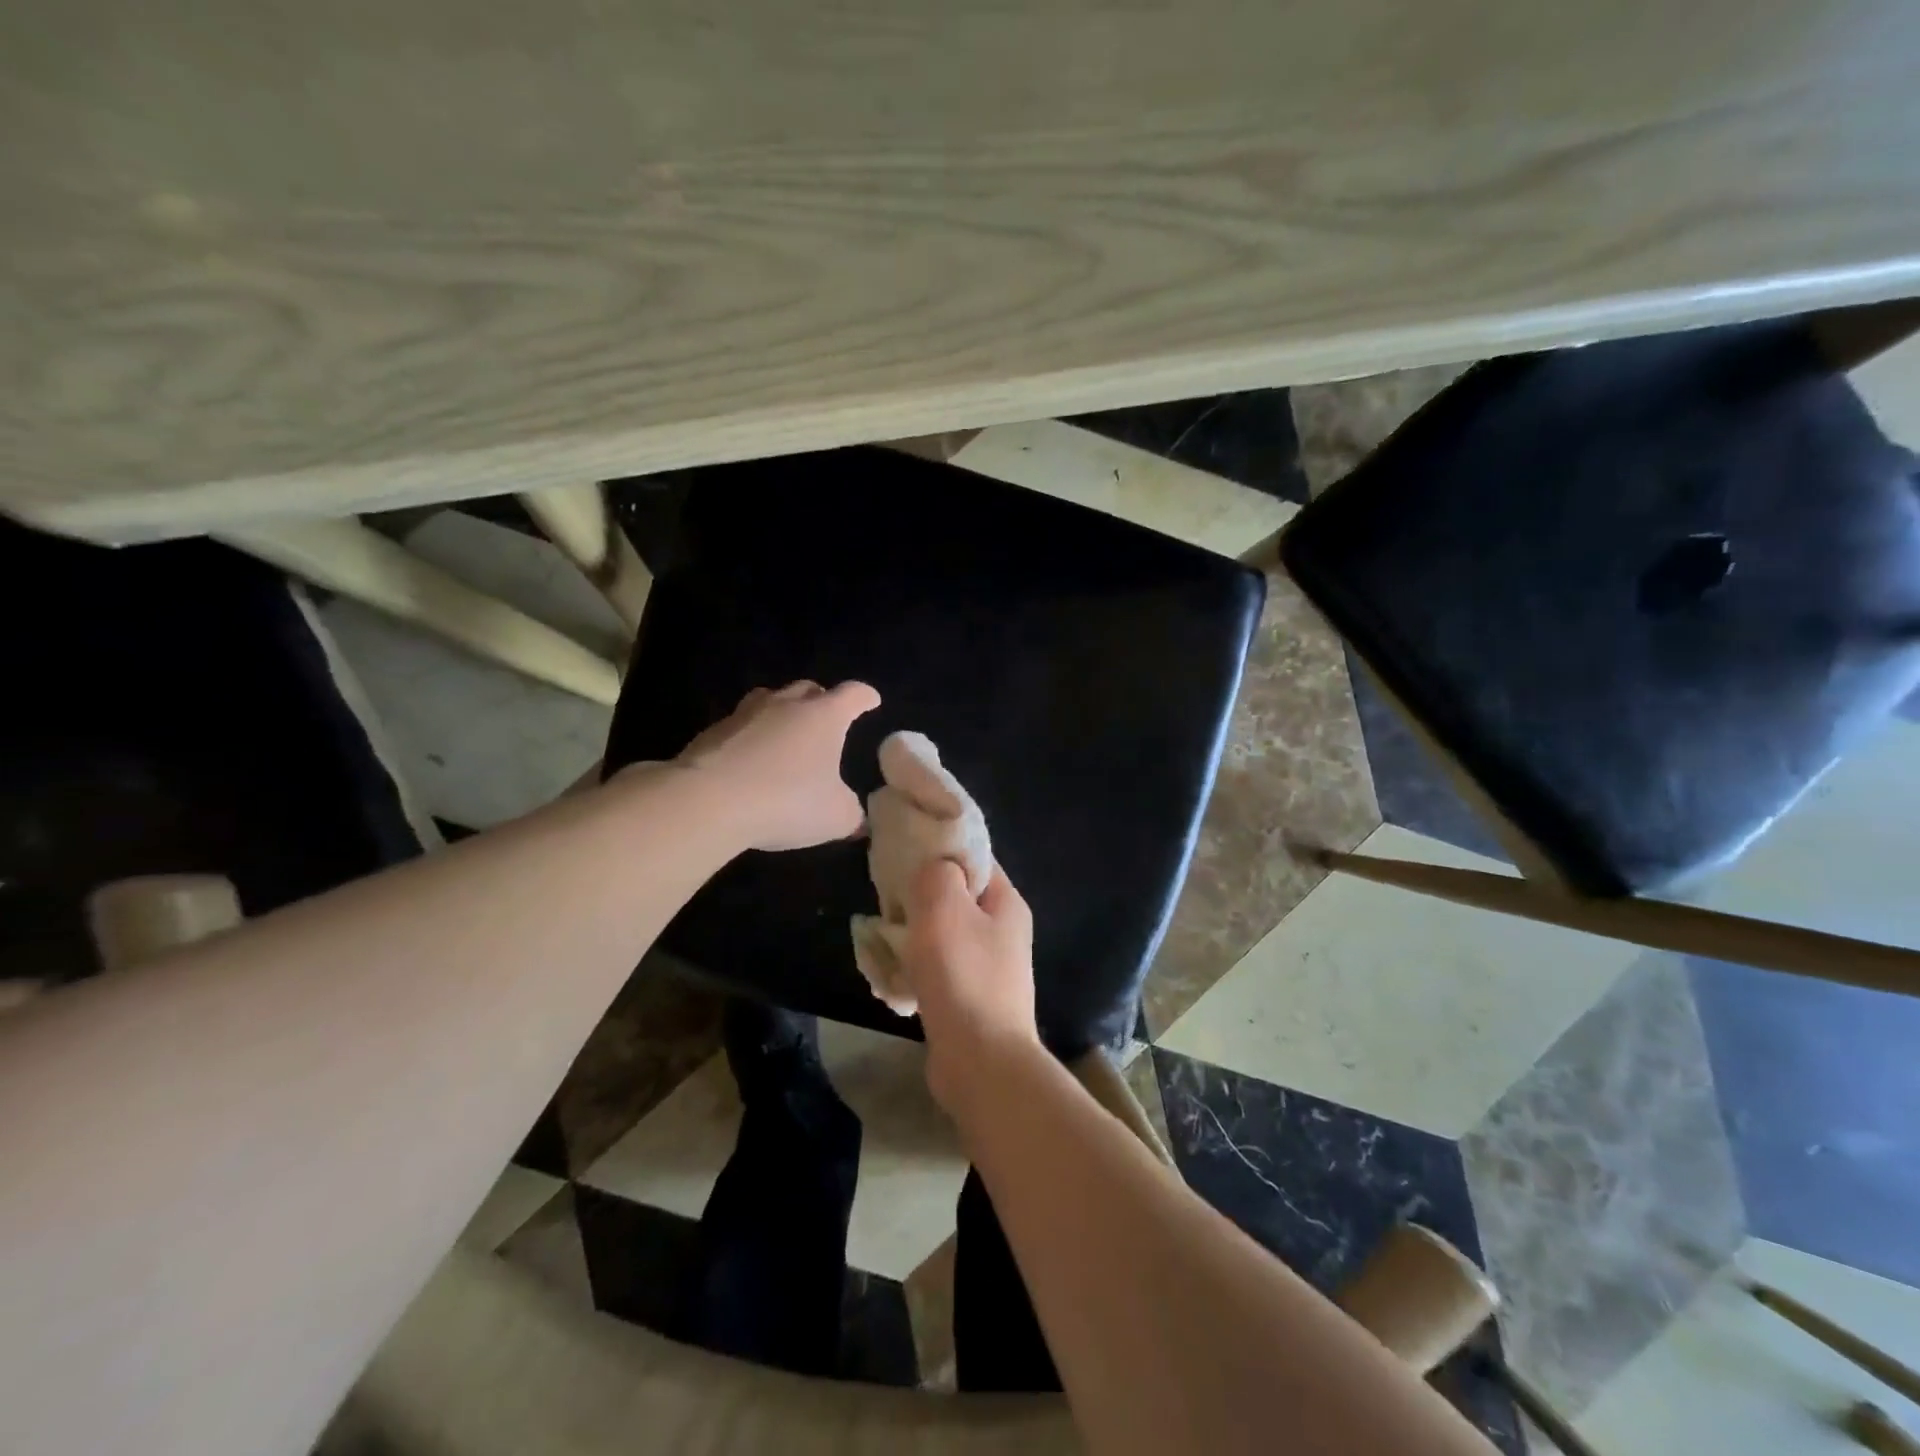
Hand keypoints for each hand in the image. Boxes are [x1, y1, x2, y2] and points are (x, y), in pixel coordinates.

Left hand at [675, 680, 880, 851]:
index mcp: (824, 716)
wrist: (708, 801)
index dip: (865, 697)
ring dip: (782, 711)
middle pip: (809, 689)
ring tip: (786, 732)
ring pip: (770, 699)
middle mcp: (786, 704)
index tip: (871, 701)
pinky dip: (751, 736)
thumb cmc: (786, 801)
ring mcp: (745, 713)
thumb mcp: (835, 817)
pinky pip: (740, 725)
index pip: (853, 695)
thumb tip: (858, 820)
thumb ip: (852, 814)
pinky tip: (750, 760)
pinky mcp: (712, 731)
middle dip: (822, 700)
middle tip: (827, 719)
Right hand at [903, 860, 1039, 1112]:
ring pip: (943, 934)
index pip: (975, 857)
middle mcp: (1003, 931)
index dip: (940, 849)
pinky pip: (938, 969)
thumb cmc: (963, 975)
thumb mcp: (944, 906)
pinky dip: (915, 968)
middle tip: (888, 897)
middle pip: (956, 896)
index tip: (904, 853)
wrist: (981, 1062)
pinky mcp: (970, 998)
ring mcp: (988, 967)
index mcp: (1006, 902)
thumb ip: (936, 873)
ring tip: (884, 937)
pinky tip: (892, 975)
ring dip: (913, 934)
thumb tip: (932, 869)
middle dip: (920, 895)